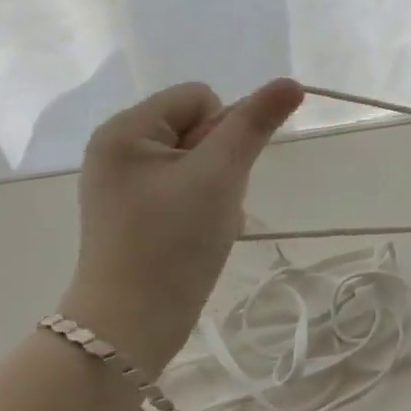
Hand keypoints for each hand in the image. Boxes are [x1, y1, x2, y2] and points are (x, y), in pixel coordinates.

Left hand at [60, 77, 304, 373]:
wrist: (130, 328)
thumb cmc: (172, 242)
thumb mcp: (221, 175)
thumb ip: (256, 123)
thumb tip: (291, 83)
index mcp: (125, 130)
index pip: (200, 97)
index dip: (223, 130)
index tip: (214, 174)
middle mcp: (118, 148)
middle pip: (199, 126)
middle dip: (221, 161)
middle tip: (211, 202)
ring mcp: (125, 183)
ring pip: (200, 159)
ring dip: (218, 186)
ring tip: (206, 222)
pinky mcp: (135, 212)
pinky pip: (187, 186)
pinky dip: (204, 205)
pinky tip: (199, 234)